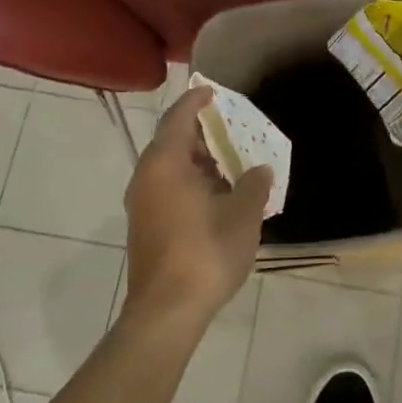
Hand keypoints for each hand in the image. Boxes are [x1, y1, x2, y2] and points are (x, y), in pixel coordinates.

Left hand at [122, 88, 272, 331]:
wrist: (166, 311)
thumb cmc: (206, 252)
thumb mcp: (243, 214)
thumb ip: (254, 184)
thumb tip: (259, 170)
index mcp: (166, 163)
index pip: (178, 118)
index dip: (195, 101)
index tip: (211, 91)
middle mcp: (147, 177)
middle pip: (172, 142)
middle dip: (201, 133)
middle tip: (230, 129)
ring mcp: (142, 204)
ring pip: (170, 168)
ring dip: (197, 161)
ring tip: (230, 163)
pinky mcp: (145, 227)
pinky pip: (167, 188)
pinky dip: (190, 182)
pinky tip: (217, 196)